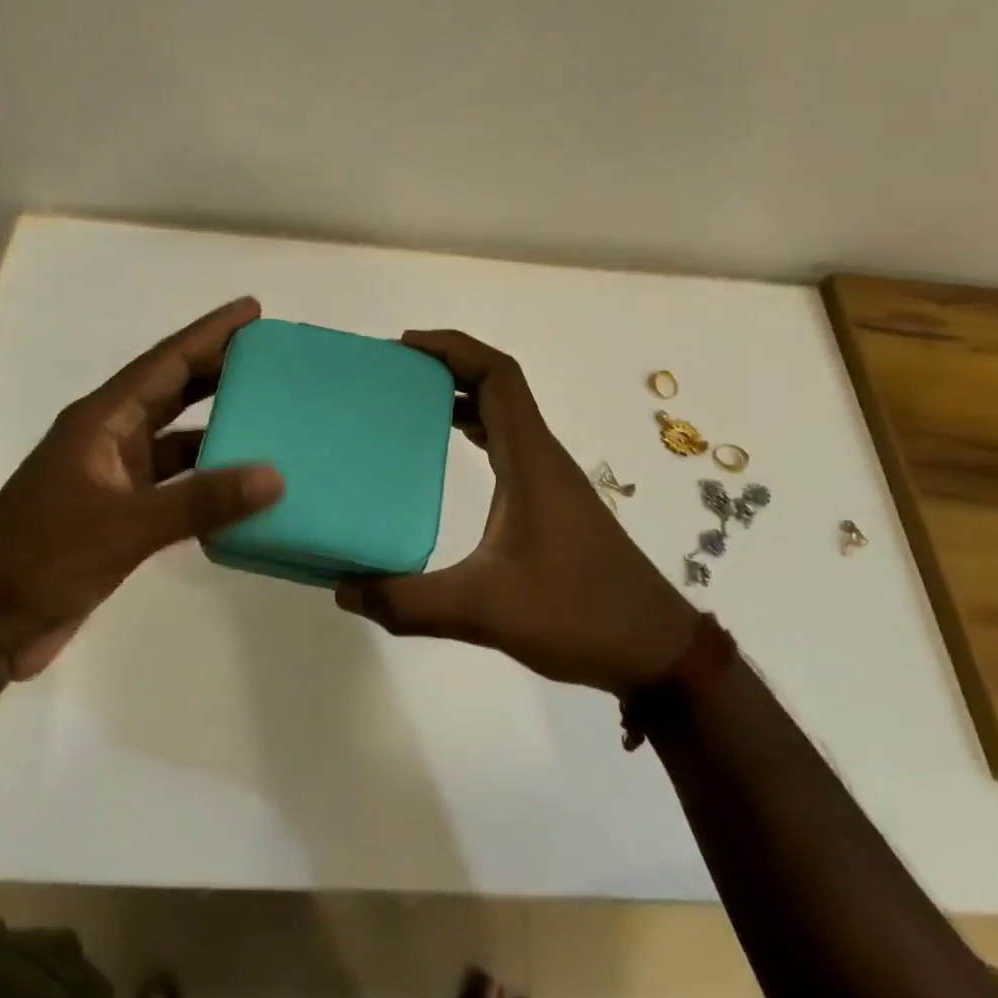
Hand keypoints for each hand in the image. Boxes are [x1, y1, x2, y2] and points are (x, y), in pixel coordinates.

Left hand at [0, 297, 283, 680]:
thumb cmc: (41, 556)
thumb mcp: (125, 525)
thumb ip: (200, 501)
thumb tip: (275, 476)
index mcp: (101, 421)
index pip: (165, 363)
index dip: (210, 334)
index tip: (252, 310)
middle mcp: (109, 439)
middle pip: (172, 392)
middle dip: (219, 370)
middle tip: (271, 357)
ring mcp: (113, 478)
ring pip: (176, 440)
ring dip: (217, 428)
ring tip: (270, 418)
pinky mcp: (120, 515)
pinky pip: (175, 484)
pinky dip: (206, 481)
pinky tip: (241, 487)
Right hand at [335, 330, 696, 693]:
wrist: (653, 650)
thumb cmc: (577, 615)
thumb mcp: (483, 610)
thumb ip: (408, 602)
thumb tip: (344, 589)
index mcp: (531, 460)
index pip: (498, 376)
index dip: (454, 348)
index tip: (405, 348)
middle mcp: (542, 458)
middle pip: (498, 386)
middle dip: (448, 368)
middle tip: (392, 376)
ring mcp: (550, 481)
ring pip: (504, 416)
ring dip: (461, 399)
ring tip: (405, 406)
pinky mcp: (552, 505)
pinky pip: (508, 447)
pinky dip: (475, 433)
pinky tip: (444, 456)